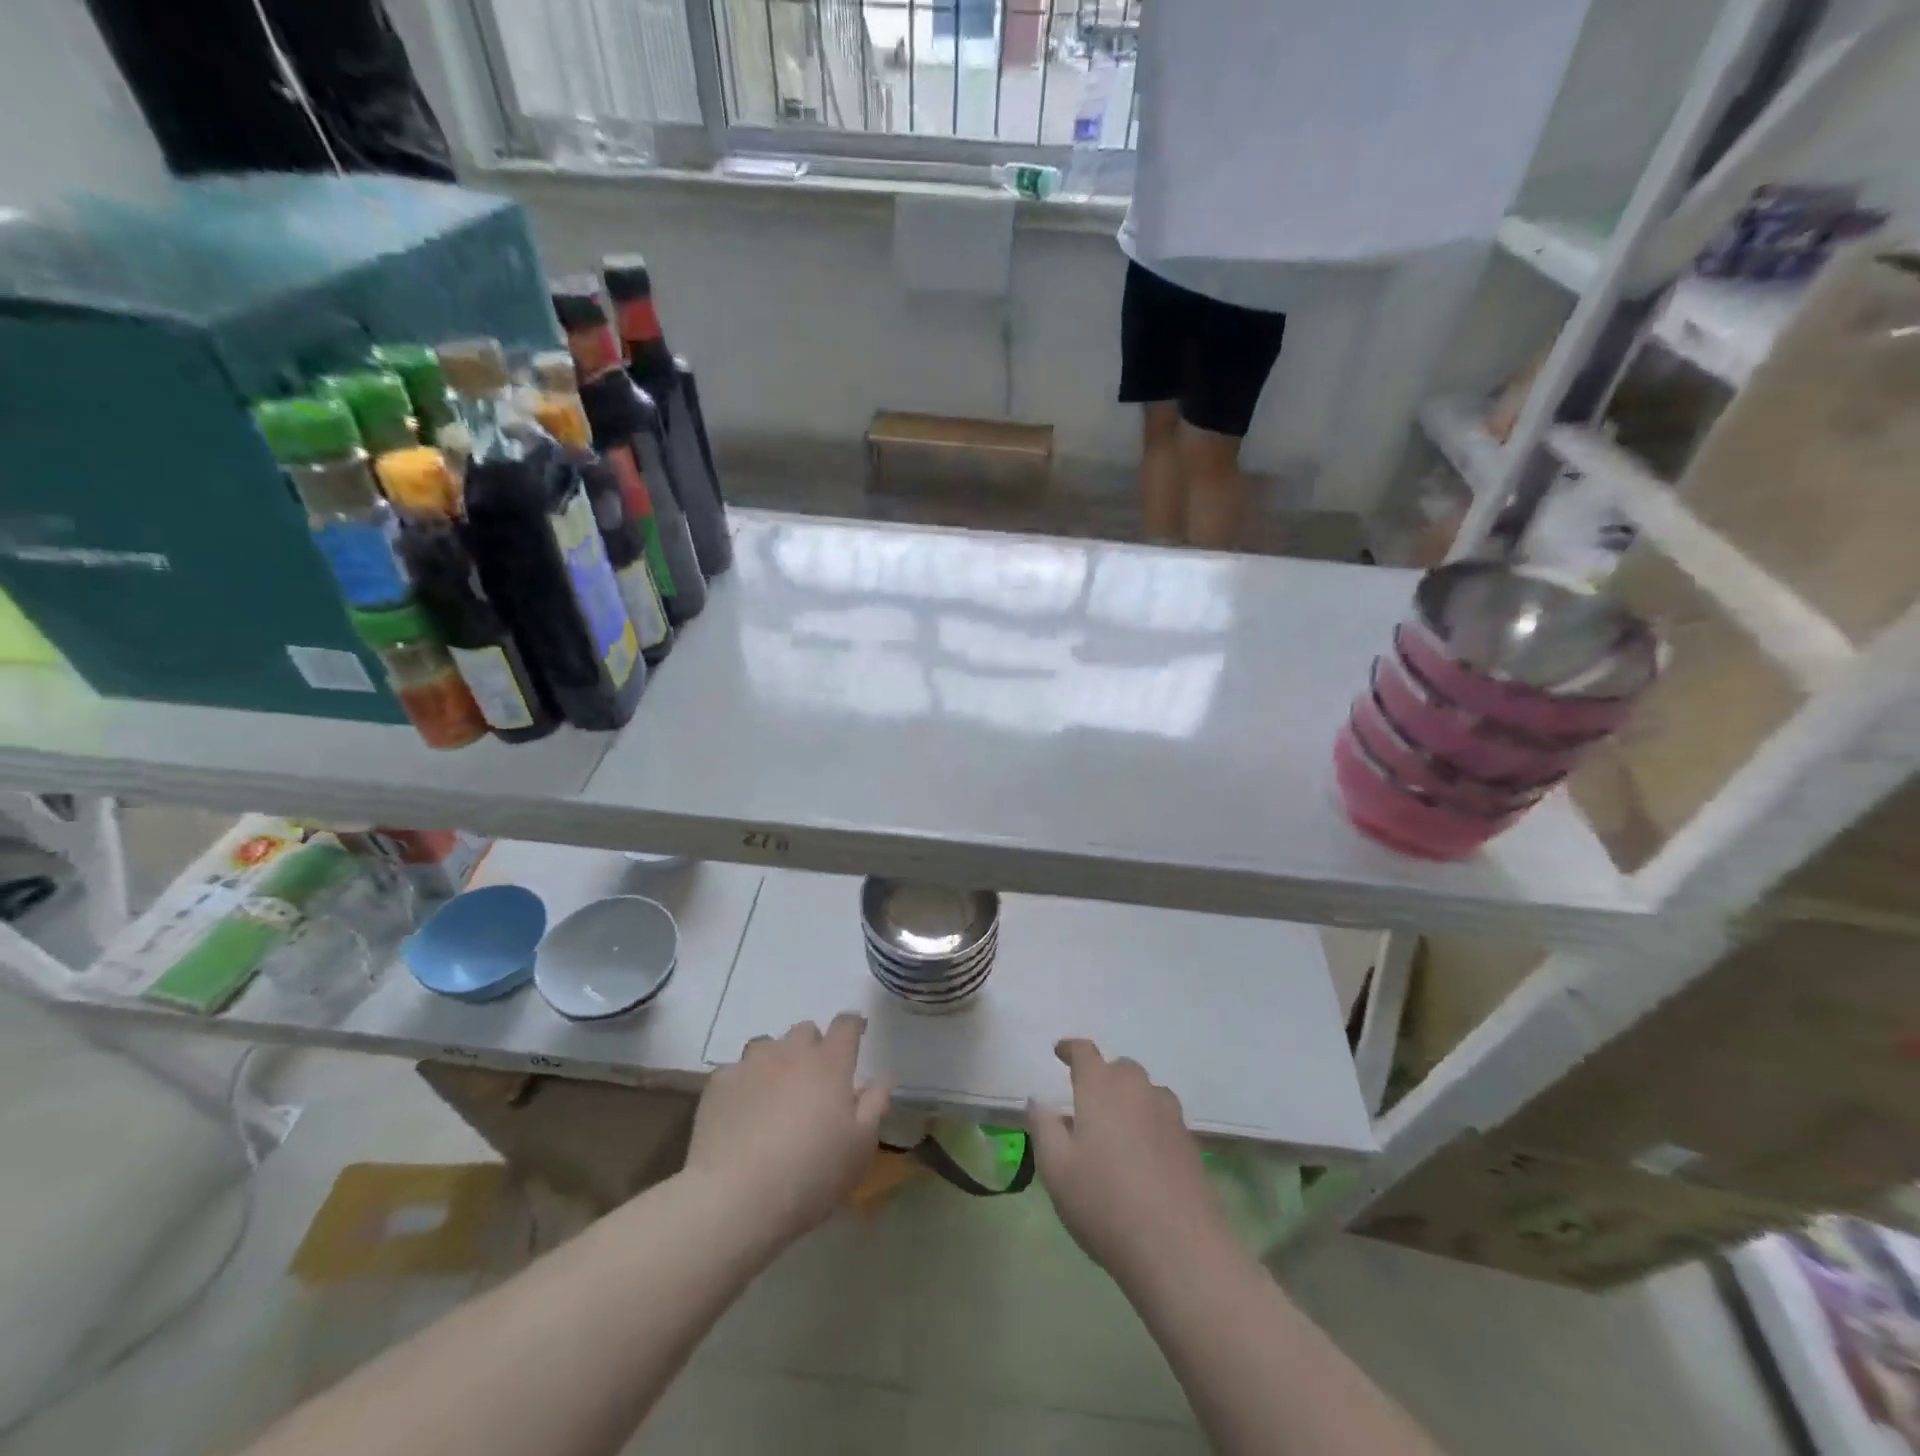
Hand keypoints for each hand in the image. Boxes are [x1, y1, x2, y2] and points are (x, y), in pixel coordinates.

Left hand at [686, 1015, 889, 1245]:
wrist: (735, 1198)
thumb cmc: (810, 1174)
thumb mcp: (859, 1148)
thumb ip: (873, 1106)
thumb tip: (879, 1080)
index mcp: (829, 1063)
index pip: (846, 1025)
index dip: (853, 1026)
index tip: (857, 1035)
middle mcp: (791, 1052)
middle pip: (805, 1030)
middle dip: (813, 1046)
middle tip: (814, 1079)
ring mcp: (752, 1064)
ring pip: (768, 1045)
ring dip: (776, 1060)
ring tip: (775, 1092)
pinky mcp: (719, 1083)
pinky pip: (736, 1071)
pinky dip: (744, 1083)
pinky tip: (742, 1110)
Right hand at [1028, 1039, 1233, 1285]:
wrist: (1179, 1249)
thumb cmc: (1105, 1204)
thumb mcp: (1056, 1169)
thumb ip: (1044, 1127)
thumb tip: (1039, 1100)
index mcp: (1101, 1087)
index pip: (1085, 1052)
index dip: (1070, 1049)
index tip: (1060, 1052)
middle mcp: (1137, 1089)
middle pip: (1119, 1068)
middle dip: (1101, 1076)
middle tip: (1086, 1103)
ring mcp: (1169, 1114)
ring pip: (1145, 1091)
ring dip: (1128, 1098)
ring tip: (1115, 1129)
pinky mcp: (1189, 1143)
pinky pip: (1163, 1117)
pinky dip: (1148, 1123)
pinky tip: (1142, 1156)